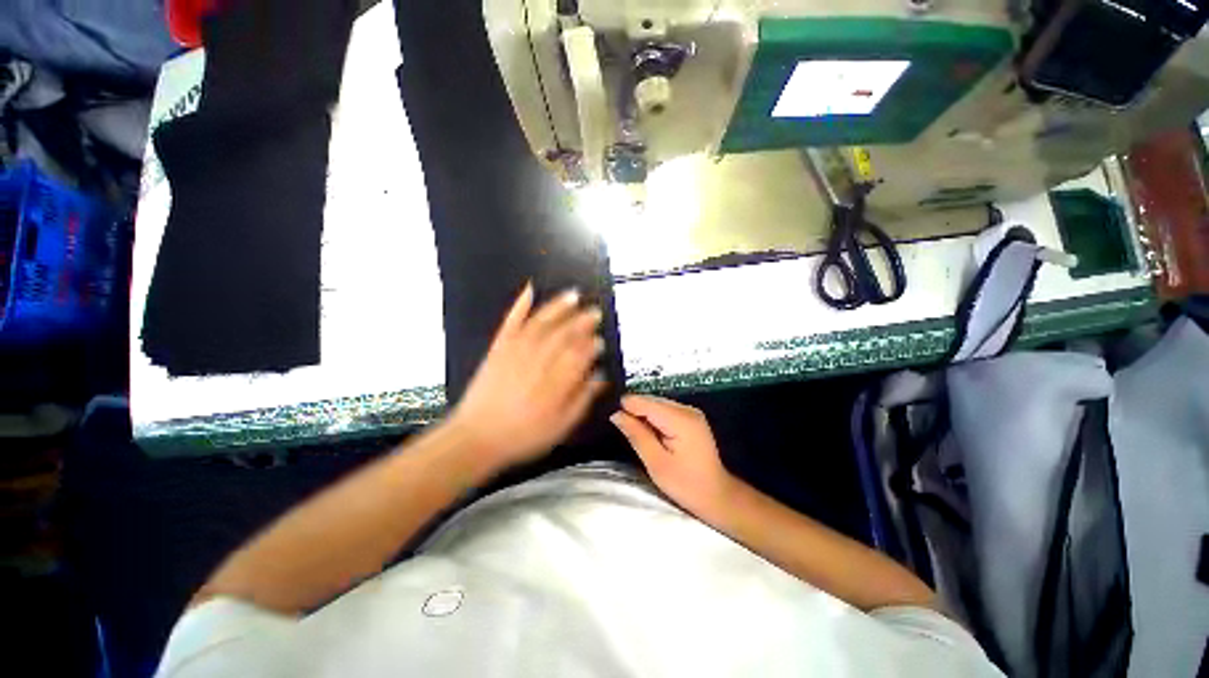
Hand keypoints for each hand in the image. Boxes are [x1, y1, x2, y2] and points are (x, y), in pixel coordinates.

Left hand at [448, 283, 606, 467]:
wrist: (477, 437)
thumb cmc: (524, 436)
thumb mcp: (561, 426)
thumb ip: (582, 399)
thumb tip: (600, 376)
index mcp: (556, 381)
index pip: (580, 355)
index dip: (592, 345)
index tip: (600, 339)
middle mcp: (539, 360)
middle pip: (564, 335)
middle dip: (582, 322)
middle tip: (595, 311)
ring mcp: (517, 350)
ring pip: (542, 323)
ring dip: (559, 307)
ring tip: (573, 295)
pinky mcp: (499, 347)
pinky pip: (511, 321)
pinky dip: (520, 304)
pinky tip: (529, 290)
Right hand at [610, 395, 737, 517]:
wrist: (717, 496)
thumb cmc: (685, 484)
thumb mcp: (656, 462)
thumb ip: (636, 434)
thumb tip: (616, 414)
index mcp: (679, 419)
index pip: (644, 402)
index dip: (626, 409)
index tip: (613, 422)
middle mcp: (686, 408)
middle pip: (650, 400)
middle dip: (635, 412)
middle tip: (625, 433)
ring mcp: (690, 412)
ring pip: (656, 404)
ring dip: (644, 416)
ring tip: (636, 435)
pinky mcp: (691, 417)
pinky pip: (665, 410)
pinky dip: (654, 419)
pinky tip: (651, 435)